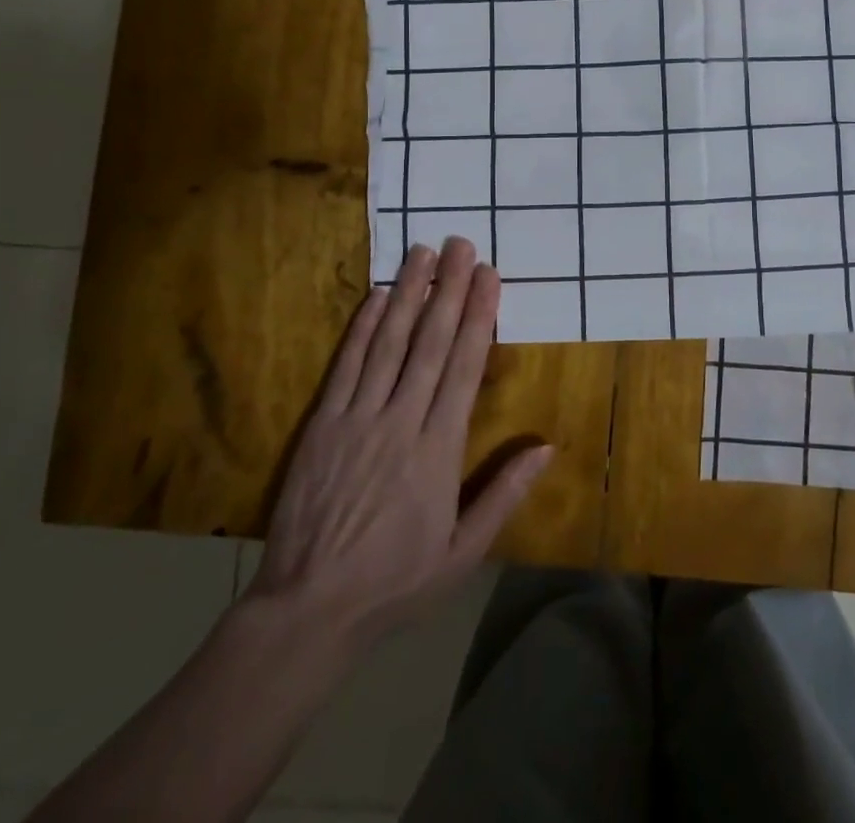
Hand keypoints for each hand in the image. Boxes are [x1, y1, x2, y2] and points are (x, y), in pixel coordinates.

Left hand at [246, 238, 551, 647]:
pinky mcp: (322, 425)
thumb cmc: (395, 581)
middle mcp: (401, 421)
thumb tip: (547, 447)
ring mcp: (358, 419)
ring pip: (389, 343)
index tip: (489, 276)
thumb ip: (504, 494)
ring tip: (423, 252)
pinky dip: (363, 329)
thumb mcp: (463, 552)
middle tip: (461, 244)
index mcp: (439, 449)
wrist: (308, 610)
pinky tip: (378, 297)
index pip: (465, 366)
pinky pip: (347, 367)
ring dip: (409, 294)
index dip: (479, 315)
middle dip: (449, 289)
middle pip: (431, 343)